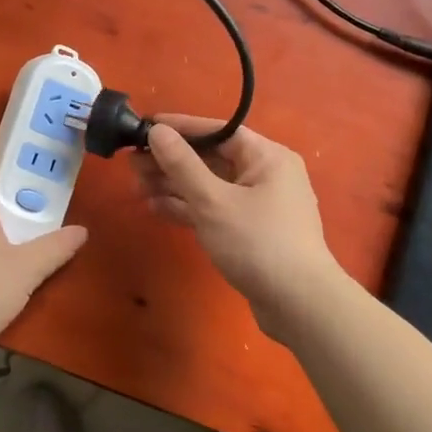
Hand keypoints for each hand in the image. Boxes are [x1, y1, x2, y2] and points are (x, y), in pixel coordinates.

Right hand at [131, 116, 341, 321]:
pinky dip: (188, 208)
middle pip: (211, 159)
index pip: (217, 131)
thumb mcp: (213, 201)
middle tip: (132, 164)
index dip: (180, 128)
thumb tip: (157, 131)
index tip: (145, 126)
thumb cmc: (257, 243)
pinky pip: (214, 210)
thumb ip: (182, 165)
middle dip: (171, 162)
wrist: (299, 305)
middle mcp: (266, 175)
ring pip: (210, 186)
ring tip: (136, 187)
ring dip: (174, 186)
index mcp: (267, 157)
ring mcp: (259, 206)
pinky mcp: (250, 232)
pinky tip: (155, 207)